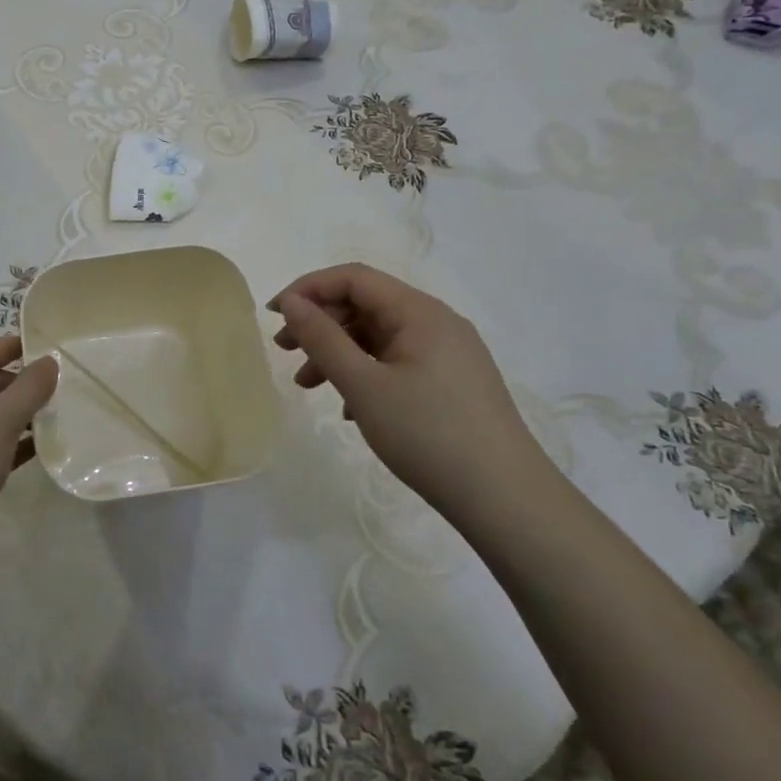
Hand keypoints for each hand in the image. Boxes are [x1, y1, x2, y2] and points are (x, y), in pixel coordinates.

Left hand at [0, 336, 58, 581]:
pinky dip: (0, 442)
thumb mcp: (0, 422)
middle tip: (54, 393)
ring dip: (12, 417)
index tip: (46, 347)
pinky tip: (33, 450)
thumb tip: (49, 361)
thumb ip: (30, 387)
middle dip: (16, 388)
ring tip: (49, 420)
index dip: (14, 348)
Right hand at [270, 264, 547, 519]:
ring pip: (379, 337)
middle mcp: (437, 323)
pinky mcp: (453, 384)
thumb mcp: (364, 386)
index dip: (308, 289)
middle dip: (320, 323)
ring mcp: (449, 354)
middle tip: (284, 351)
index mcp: (420, 312)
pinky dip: (366, 374)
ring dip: (339, 353)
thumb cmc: (429, 435)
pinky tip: (350, 410)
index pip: (353, 278)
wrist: (507, 502)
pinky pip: (398, 363)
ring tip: (307, 385)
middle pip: (366, 305)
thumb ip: (322, 339)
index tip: (273, 314)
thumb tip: (292, 302)